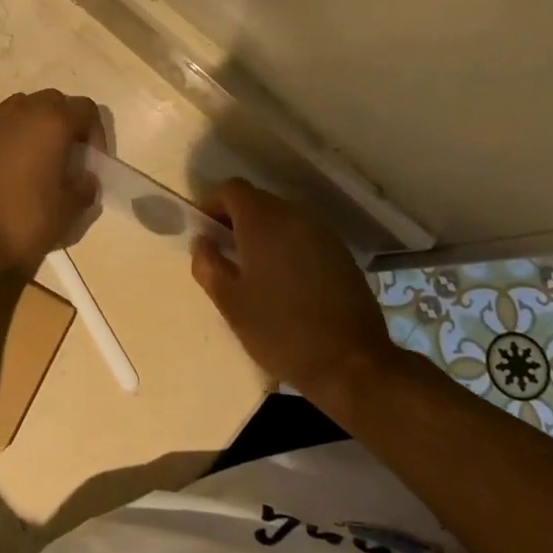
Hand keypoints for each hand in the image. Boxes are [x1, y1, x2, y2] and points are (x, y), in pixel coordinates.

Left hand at [0, 91, 101, 273]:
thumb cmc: (21, 220)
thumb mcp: (66, 212)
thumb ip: (84, 189)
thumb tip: (85, 179)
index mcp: (52, 122)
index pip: (86, 109)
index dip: (96, 133)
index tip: (91, 163)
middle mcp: (22, 111)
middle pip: (54, 101)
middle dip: (66, 123)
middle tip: (67, 157)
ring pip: (22, 106)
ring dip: (35, 123)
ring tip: (36, 157)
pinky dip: (5, 131)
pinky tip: (5, 159)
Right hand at [190, 179, 396, 396]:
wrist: (351, 363)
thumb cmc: (280, 330)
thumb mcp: (230, 303)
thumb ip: (207, 264)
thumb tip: (202, 243)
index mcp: (263, 221)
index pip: (232, 189)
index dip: (213, 204)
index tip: (206, 233)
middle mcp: (294, 216)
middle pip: (258, 200)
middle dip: (237, 219)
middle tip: (226, 254)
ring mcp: (322, 233)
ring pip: (283, 218)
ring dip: (264, 234)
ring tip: (256, 271)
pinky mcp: (341, 253)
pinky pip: (304, 236)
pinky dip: (288, 247)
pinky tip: (288, 283)